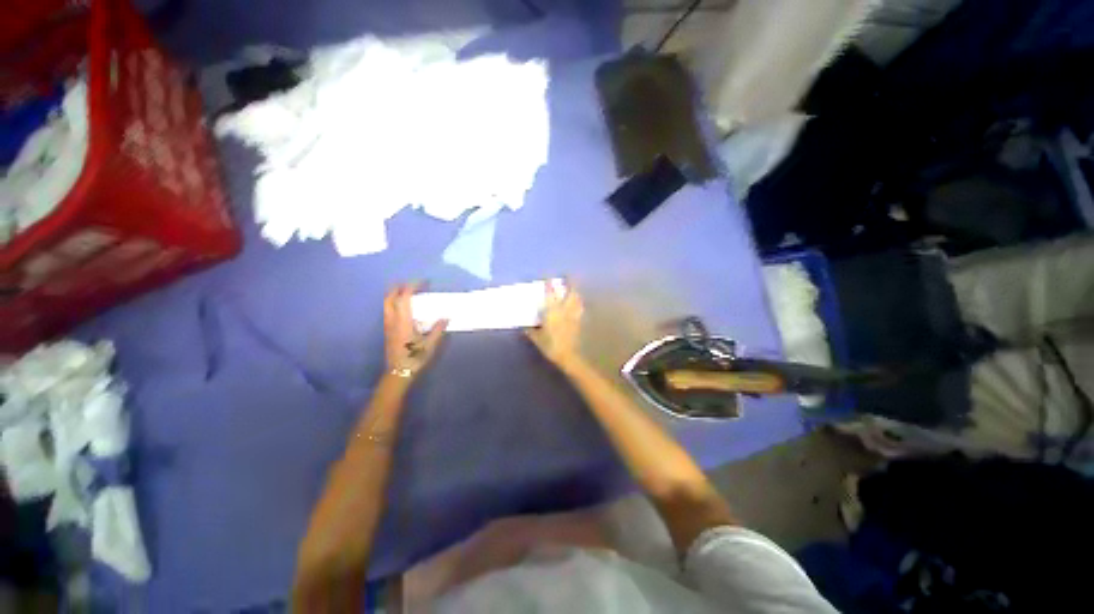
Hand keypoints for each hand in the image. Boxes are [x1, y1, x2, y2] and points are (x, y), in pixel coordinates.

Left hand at [384, 283, 446, 377]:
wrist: (398, 372)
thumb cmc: (415, 358)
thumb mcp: (430, 344)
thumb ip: (438, 329)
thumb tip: (446, 317)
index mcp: (404, 322)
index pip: (404, 298)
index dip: (412, 287)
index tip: (423, 282)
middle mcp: (393, 320)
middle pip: (390, 298)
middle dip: (399, 287)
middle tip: (411, 283)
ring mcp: (388, 325)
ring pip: (386, 304)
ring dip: (394, 294)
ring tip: (406, 292)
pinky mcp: (387, 330)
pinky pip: (387, 310)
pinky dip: (393, 303)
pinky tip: (403, 307)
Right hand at [526, 281, 583, 367]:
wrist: (568, 356)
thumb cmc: (551, 346)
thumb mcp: (537, 339)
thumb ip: (531, 331)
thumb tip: (525, 327)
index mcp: (552, 311)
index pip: (550, 294)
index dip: (549, 284)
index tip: (548, 277)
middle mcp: (564, 310)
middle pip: (570, 293)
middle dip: (570, 283)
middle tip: (569, 276)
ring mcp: (573, 315)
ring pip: (577, 300)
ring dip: (576, 293)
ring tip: (574, 289)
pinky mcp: (579, 322)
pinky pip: (580, 309)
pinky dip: (579, 304)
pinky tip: (579, 305)